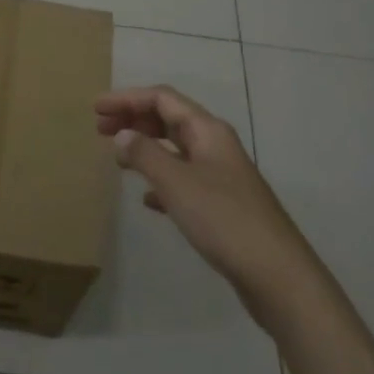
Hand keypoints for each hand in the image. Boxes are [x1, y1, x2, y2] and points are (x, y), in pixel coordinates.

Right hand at [95, 85, 311, 331]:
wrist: (277, 275)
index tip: (96, 108)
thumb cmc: (224, 220)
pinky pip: (184, 179)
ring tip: (117, 158)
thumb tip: (122, 135)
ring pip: (176, 149)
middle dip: (134, 119)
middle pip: (169, 118)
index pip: (162, 98)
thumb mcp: (177, 183)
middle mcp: (215, 145)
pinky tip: (147, 198)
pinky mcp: (222, 205)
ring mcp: (221, 175)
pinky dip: (161, 179)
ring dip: (145, 147)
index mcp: (207, 131)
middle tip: (100, 128)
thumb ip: (146, 155)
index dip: (127, 99)